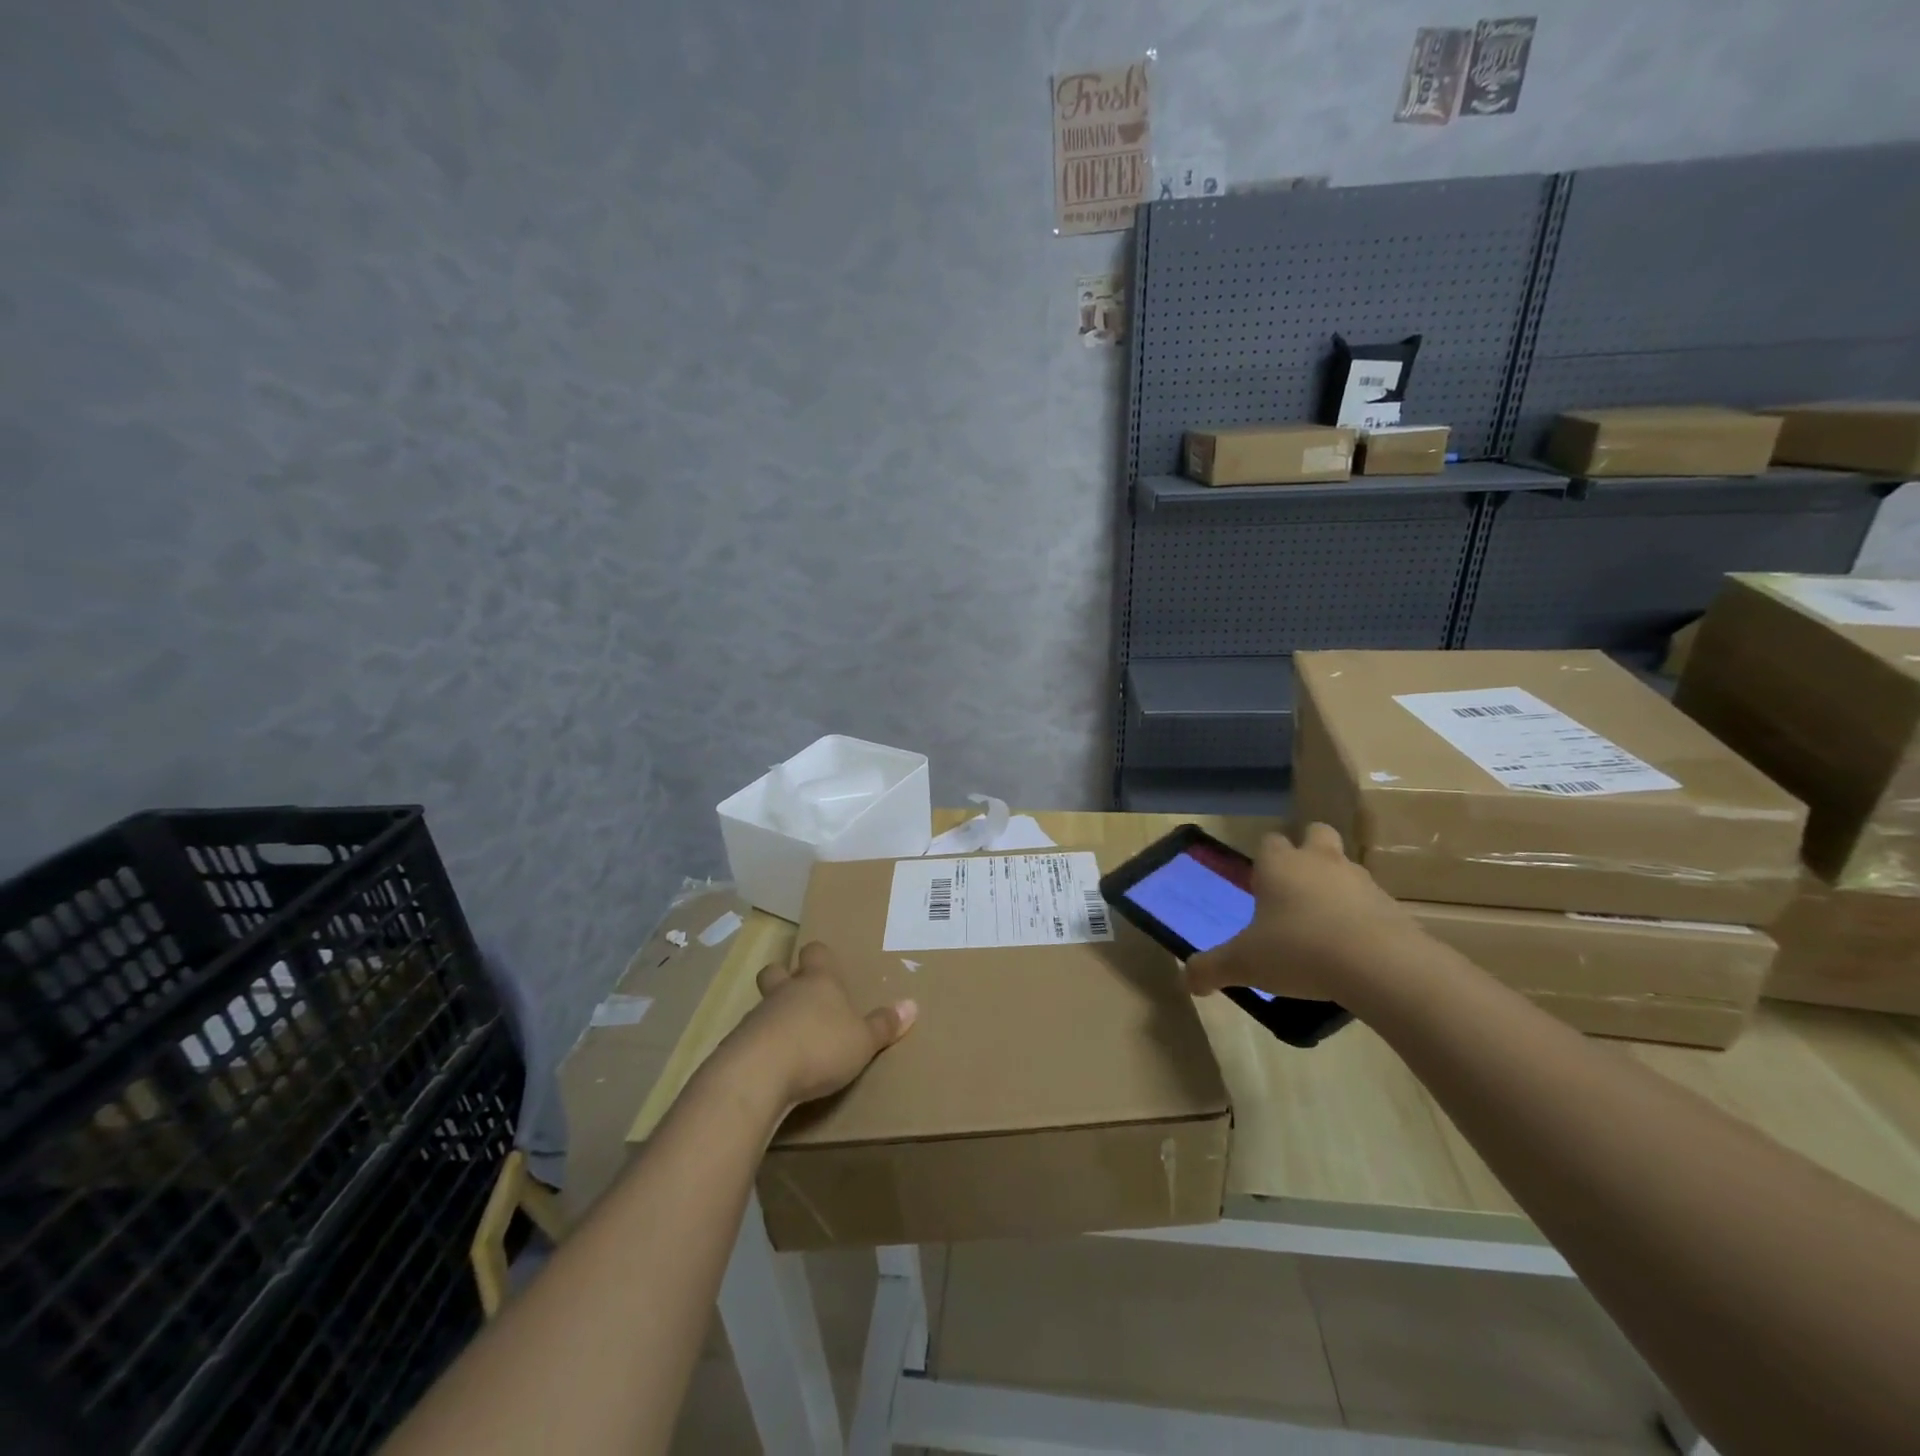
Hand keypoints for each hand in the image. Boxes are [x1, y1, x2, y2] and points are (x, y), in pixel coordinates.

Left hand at [722, 941, 916, 1109]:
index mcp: (818, 982)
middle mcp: (786, 991)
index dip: (820, 957)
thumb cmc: (820, 1046)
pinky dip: (760, 1045)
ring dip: (772, 1015)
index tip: (826, 965)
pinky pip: (750, 1036)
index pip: (816, 952)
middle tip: (798, 994)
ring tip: (788, 1038)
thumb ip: (884, 1025)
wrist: (759, 1074)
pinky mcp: (737, 1045)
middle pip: (777, 970)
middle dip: (784, 977)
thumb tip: (912, 1005)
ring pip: (763, 1003)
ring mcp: (758, 1016)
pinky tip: (771, 1065)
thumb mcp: (862, 1041)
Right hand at [1185, 824, 1426, 1004]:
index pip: (1269, 842)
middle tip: (1297, 888)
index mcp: (1280, 866)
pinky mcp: (1393, 907)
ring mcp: (1361, 881)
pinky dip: (1363, 918)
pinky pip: (1372, 903)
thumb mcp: (1244, 964)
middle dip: (1308, 851)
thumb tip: (1187, 980)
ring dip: (1336, 886)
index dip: (1264, 861)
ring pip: (1346, 868)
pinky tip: (1353, 950)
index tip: (1261, 887)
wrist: (1381, 966)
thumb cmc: (1299, 951)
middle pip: (1316, 834)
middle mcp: (1320, 862)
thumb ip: (1211, 968)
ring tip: (1324, 926)